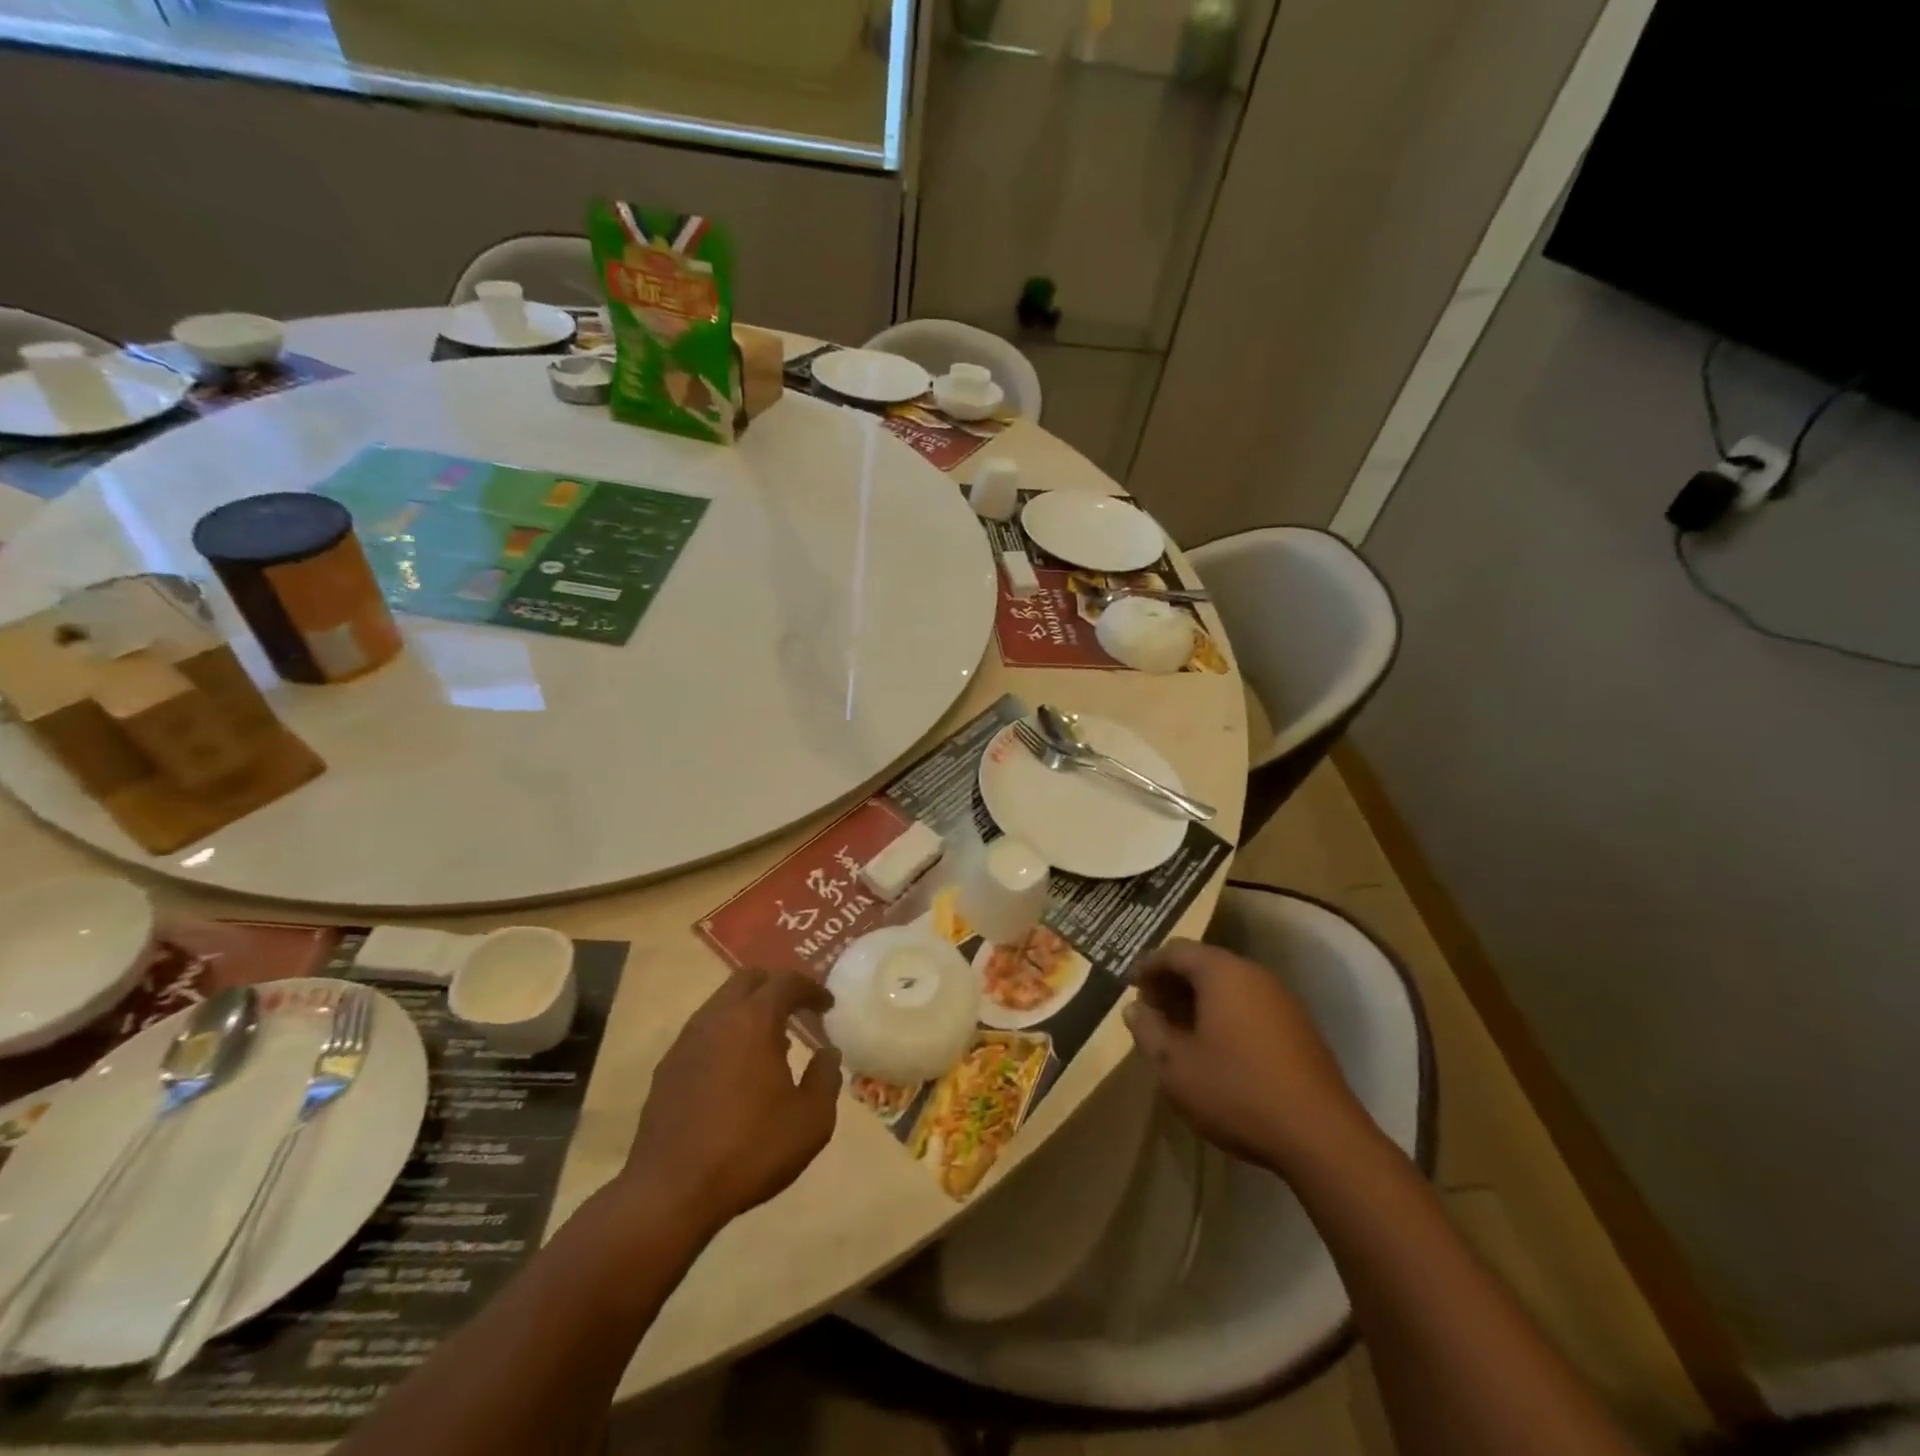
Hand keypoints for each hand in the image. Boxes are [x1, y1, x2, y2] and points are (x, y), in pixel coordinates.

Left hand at [623, 969, 841, 1238]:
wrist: (670, 1193)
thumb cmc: (750, 1149)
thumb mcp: (811, 1120)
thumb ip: (826, 1078)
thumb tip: (827, 1053)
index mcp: (753, 1020)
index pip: (786, 982)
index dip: (811, 988)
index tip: (827, 1005)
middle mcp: (716, 1018)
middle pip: (748, 979)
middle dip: (776, 986)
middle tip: (798, 1008)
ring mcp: (686, 1041)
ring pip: (722, 1003)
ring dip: (749, 1010)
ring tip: (772, 1041)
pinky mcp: (667, 1068)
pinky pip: (704, 1032)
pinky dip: (727, 1034)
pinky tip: (738, 1069)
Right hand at [1124, 938, 1370, 1174]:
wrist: (1321, 1137)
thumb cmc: (1237, 1092)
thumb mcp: (1176, 1067)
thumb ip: (1148, 1031)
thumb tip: (1135, 1008)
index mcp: (1222, 973)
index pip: (1176, 951)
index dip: (1148, 966)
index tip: (1130, 987)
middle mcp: (1254, 974)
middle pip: (1204, 963)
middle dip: (1173, 982)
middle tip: (1151, 1010)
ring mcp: (1282, 1000)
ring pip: (1229, 985)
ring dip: (1199, 1000)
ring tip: (1179, 1031)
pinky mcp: (1300, 1028)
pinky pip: (1251, 1005)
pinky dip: (1225, 1014)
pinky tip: (1216, 1048)